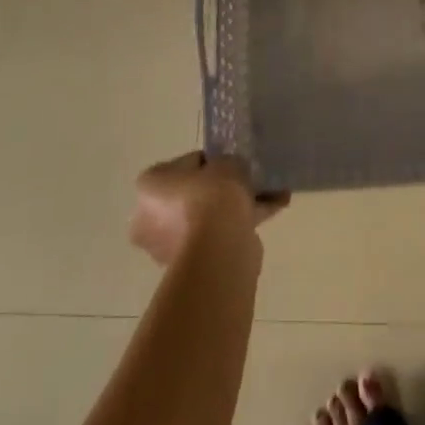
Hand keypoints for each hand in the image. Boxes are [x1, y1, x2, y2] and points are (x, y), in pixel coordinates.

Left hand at [128, 152, 289, 265]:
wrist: (219, 247)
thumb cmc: (211, 196)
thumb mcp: (225, 162)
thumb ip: (227, 164)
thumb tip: (230, 172)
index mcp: (150, 186)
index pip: (184, 164)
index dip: (211, 161)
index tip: (231, 162)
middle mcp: (151, 218)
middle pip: (194, 194)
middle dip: (223, 189)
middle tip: (249, 179)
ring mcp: (171, 245)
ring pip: (209, 217)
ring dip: (237, 206)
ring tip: (271, 192)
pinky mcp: (194, 263)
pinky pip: (220, 234)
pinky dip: (244, 222)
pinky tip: (275, 207)